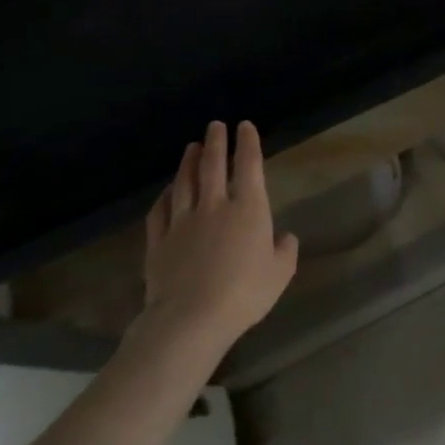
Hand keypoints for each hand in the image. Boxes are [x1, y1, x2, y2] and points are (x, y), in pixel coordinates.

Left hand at [138, 121, 299, 356]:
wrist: (190, 319)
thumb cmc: (244, 293)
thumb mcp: (280, 272)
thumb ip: (285, 250)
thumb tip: (283, 237)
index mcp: (249, 209)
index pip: (249, 166)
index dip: (248, 144)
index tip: (245, 126)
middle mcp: (215, 207)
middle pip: (213, 167)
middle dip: (216, 143)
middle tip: (215, 125)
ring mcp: (182, 223)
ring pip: (185, 184)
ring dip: (189, 162)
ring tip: (192, 147)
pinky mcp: (159, 243)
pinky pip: (160, 211)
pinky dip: (164, 196)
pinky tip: (167, 190)